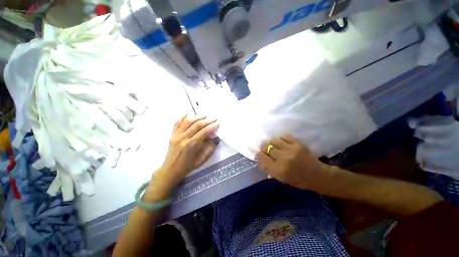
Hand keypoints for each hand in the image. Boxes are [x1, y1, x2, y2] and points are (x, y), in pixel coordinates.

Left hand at [153, 115, 218, 191]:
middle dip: (207, 120)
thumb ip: (209, 149)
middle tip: (214, 118)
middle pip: (197, 125)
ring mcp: (176, 135)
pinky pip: (177, 123)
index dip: (212, 126)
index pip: (204, 132)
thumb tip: (215, 138)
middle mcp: (183, 138)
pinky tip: (188, 113)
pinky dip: (182, 117)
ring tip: (205, 115)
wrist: (170, 170)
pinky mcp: (172, 135)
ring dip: (197, 117)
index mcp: (191, 145)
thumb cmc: (187, 167)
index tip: (218, 123)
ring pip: (187, 122)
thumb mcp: (201, 160)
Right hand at [256, 134, 335, 193]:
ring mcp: (291, 149)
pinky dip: (280, 139)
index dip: (259, 155)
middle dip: (263, 148)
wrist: (317, 175)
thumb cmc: (297, 180)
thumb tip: (259, 158)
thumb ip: (268, 168)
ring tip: (274, 146)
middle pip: (266, 147)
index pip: (261, 157)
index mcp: (278, 170)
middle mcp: (283, 158)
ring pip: (273, 140)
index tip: (260, 155)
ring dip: (271, 143)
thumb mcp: (280, 178)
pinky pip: (283, 136)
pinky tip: (282, 143)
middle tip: (266, 150)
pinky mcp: (298, 143)